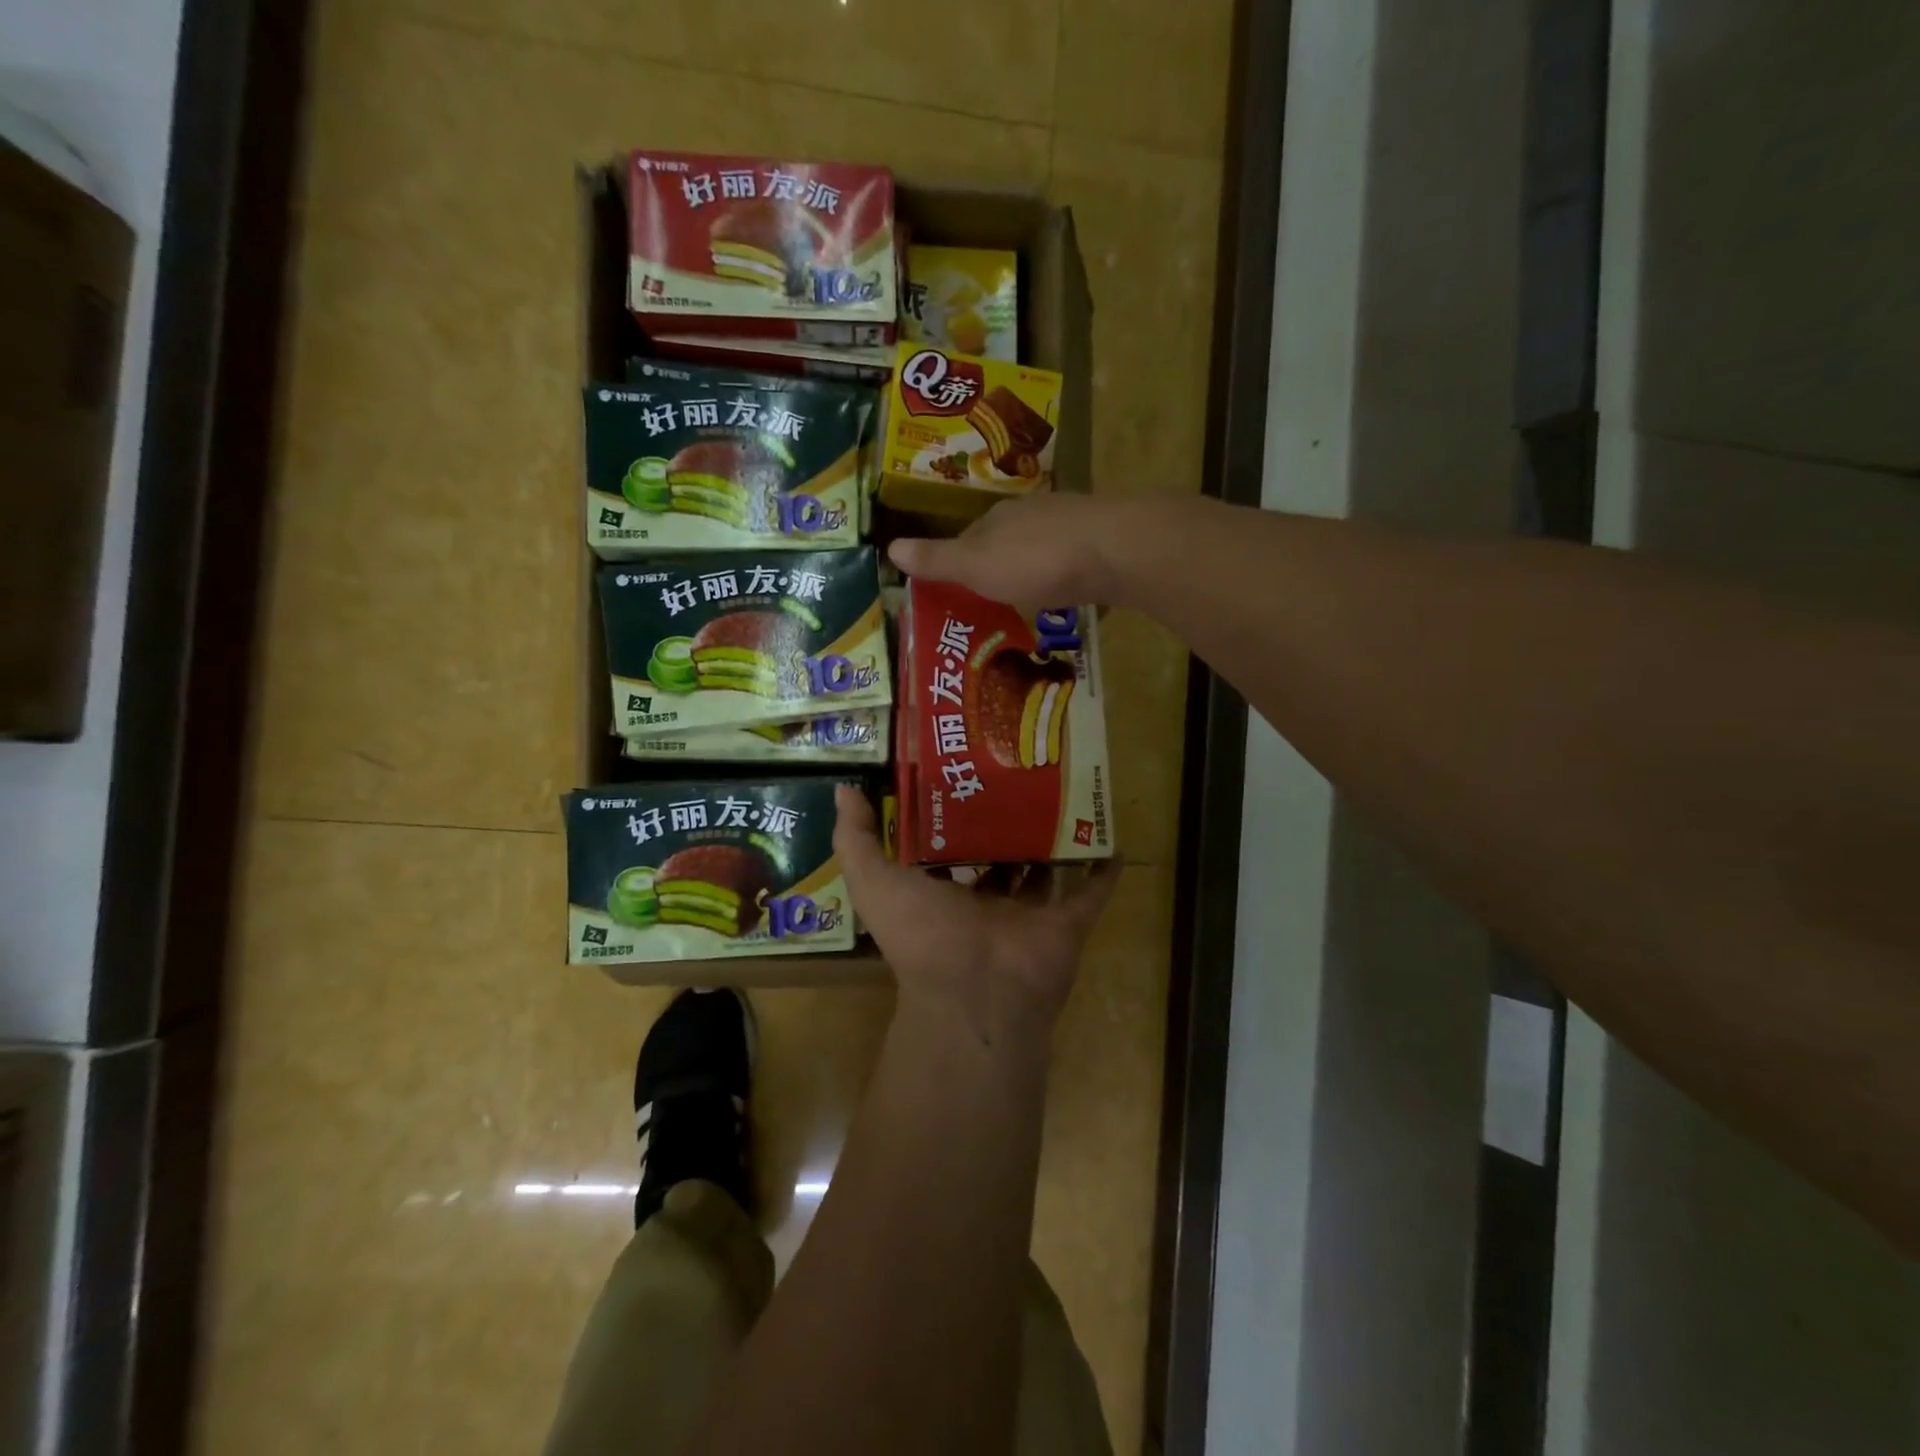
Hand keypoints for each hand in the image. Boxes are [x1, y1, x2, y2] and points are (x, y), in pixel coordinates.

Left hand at [833, 786, 1119, 1045]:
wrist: (977, 992)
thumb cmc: (923, 935)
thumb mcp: (873, 881)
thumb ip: (855, 837)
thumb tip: (844, 790)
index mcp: (942, 895)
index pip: (947, 851)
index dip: (950, 817)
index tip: (960, 773)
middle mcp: (985, 905)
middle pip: (998, 858)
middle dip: (1004, 823)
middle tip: (1017, 774)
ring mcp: (1029, 917)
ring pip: (1043, 872)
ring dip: (1051, 842)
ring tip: (1062, 793)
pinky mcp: (1067, 925)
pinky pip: (1091, 895)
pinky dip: (1103, 870)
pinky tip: (1113, 838)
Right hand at [888, 495, 1144, 607]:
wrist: (1115, 551)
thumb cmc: (1036, 561)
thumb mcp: (976, 566)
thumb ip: (938, 559)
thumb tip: (889, 546)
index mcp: (996, 518)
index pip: (966, 539)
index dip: (957, 565)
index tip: (953, 592)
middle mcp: (1030, 514)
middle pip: (1003, 541)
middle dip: (995, 568)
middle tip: (989, 602)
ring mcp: (1068, 523)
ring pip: (1038, 548)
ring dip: (1030, 570)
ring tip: (1025, 602)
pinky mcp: (1100, 540)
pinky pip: (1070, 558)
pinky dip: (1061, 574)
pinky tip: (1065, 591)